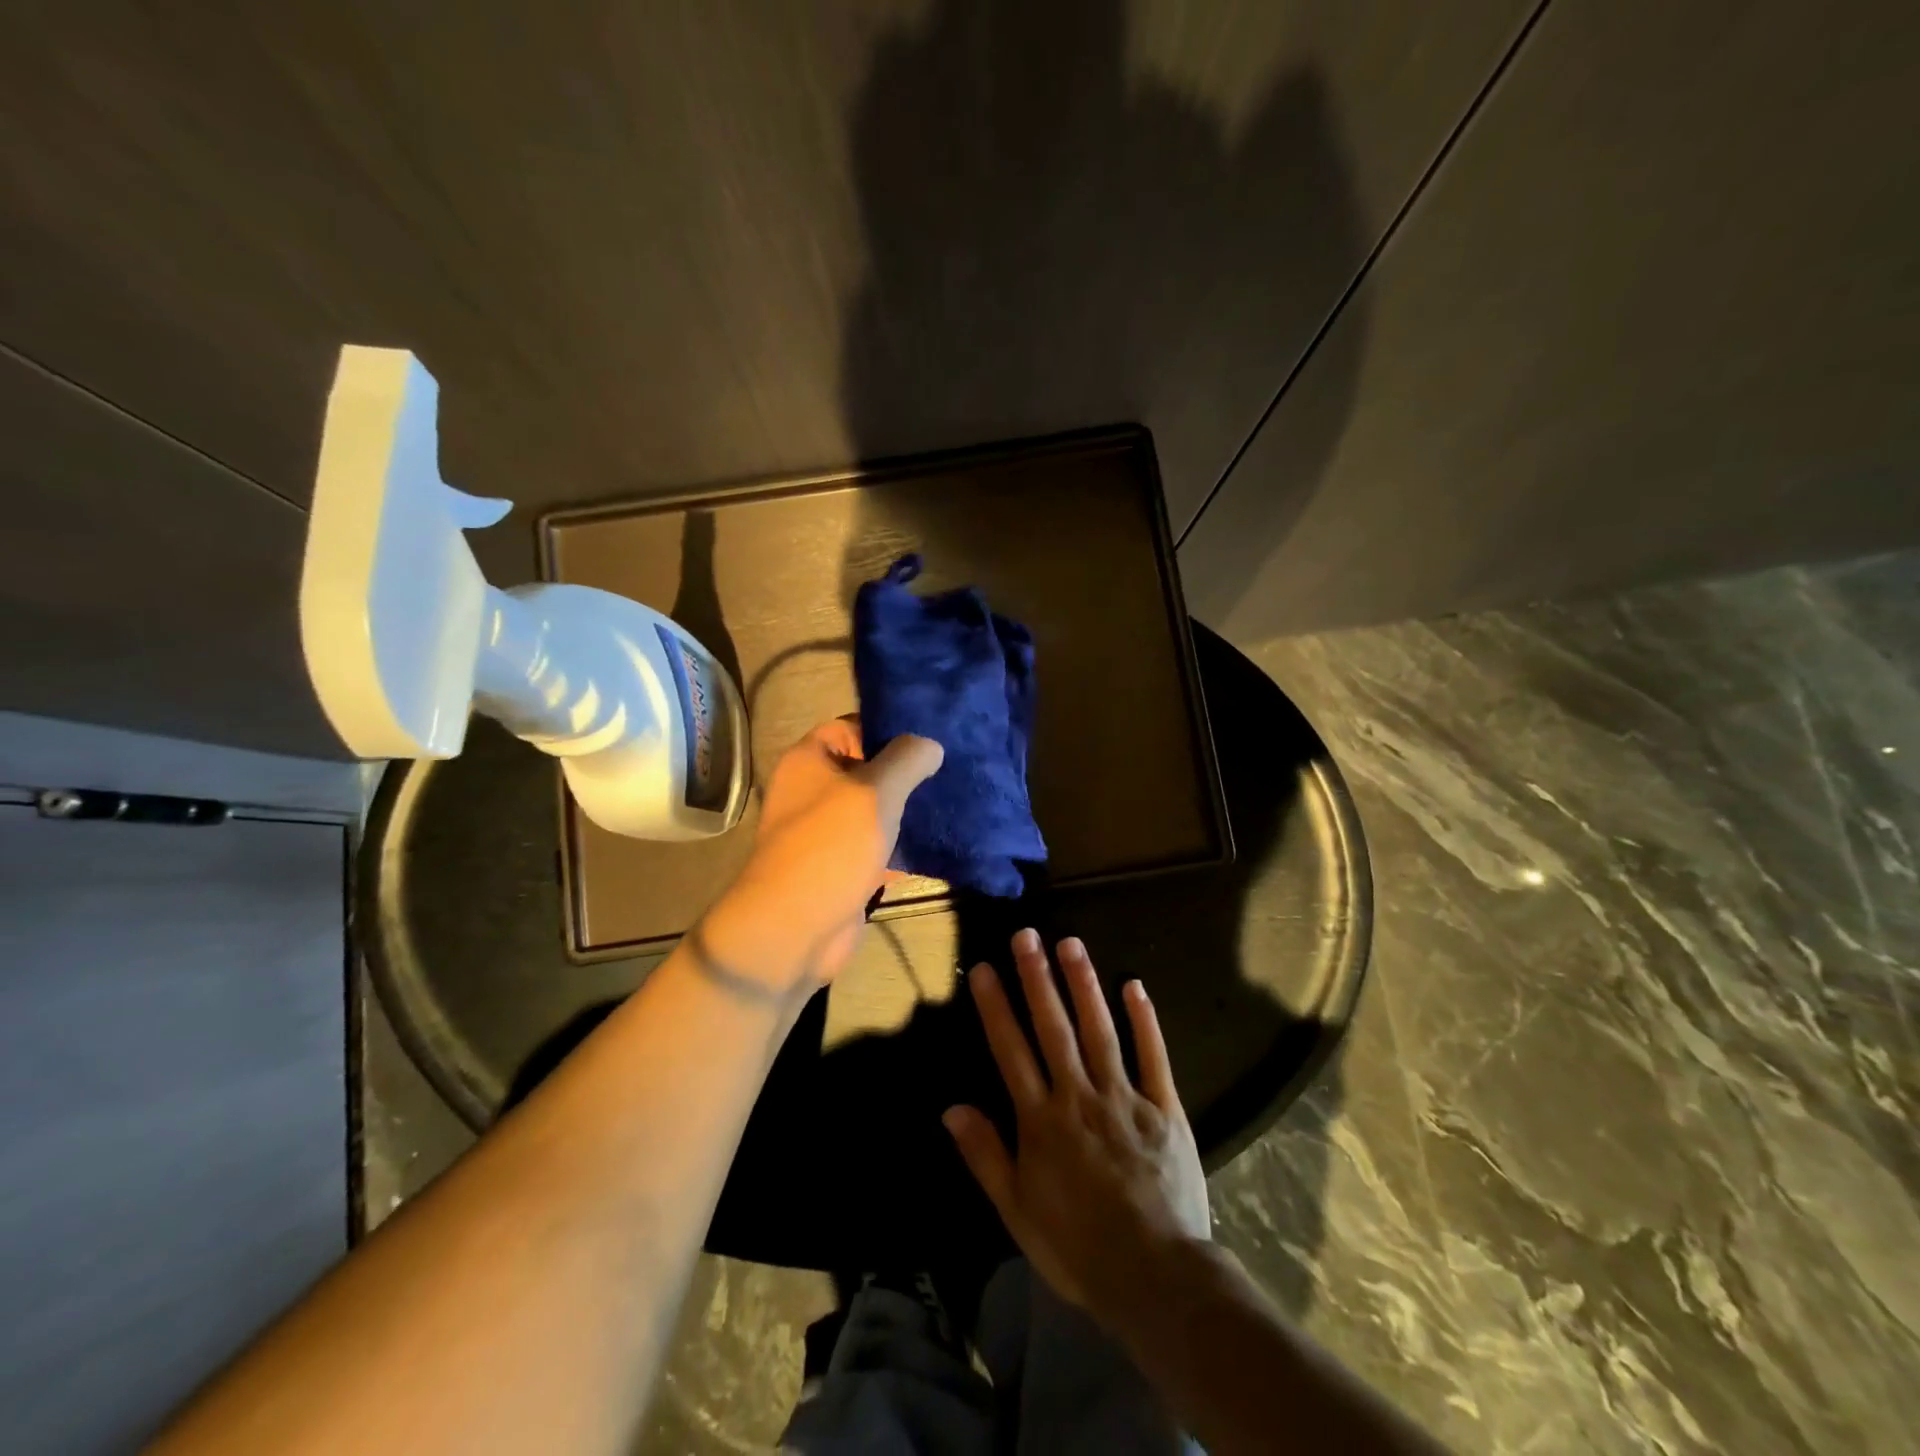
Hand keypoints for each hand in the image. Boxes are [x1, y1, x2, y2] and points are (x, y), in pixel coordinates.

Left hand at [697, 718, 942, 1000]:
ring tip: (948, 800)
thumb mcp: (875, 791)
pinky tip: (935, 841)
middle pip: (865, 768)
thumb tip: (930, 744)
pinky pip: (874, 845)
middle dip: (903, 771)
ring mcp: (825, 831)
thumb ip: (906, 760)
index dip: (887, 729)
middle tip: (948, 769)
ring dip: (904, 809)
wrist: (795, 928)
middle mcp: (812, 790)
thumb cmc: (831, 846)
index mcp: (809, 761)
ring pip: (872, 809)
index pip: (850, 726)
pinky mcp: (840, 866)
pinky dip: (899, 844)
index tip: (928, 737)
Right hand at [944, 929, 1209, 1325]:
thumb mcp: (1018, 1211)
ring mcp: (1124, 1098)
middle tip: (1026, 935)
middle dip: (1037, 979)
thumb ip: (985, 1155)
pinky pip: (1153, 1057)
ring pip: (1100, 1030)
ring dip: (1084, 984)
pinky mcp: (1164, 1108)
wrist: (1157, 1277)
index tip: (986, 968)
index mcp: (1041, 1121)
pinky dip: (1144, 1020)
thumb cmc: (1078, 1247)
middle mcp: (1079, 1096)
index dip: (996, 1007)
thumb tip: (951, 1107)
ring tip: (1070, 943)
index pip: (1012, 1051)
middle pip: (1054, 1028)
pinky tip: (1134, 985)